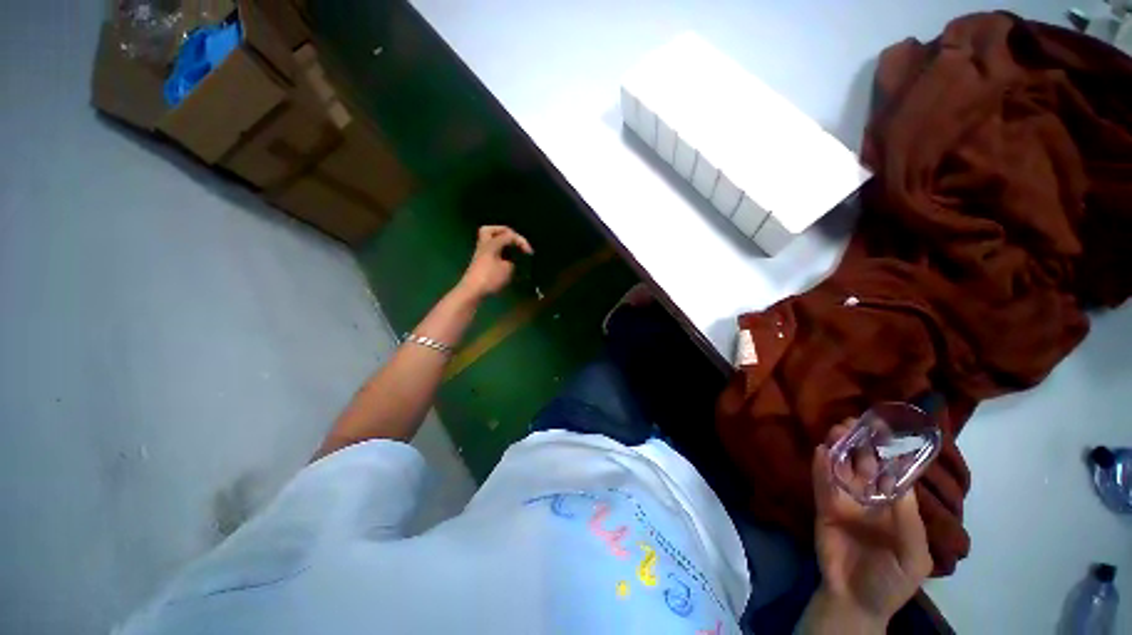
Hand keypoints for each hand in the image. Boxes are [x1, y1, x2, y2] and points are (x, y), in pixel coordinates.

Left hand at [457, 226, 533, 299]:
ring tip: (512, 251)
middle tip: (515, 240)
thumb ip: (512, 261)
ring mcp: (480, 254)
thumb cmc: (490, 278)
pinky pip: (490, 251)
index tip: (530, 253)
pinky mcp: (480, 263)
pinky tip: (506, 261)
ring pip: (489, 241)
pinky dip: (499, 252)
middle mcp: (484, 245)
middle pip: (491, 230)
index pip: (509, 235)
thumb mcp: (507, 269)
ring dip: (501, 242)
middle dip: (505, 232)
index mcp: (491, 243)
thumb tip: (511, 261)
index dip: (521, 241)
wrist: (472, 291)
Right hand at [811, 421, 932, 625]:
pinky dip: (821, 466)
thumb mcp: (913, 556)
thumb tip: (901, 483)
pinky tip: (821, 451)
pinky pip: (822, 483)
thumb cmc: (892, 580)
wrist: (856, 600)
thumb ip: (909, 522)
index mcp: (894, 508)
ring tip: (837, 430)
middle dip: (860, 443)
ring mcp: (844, 502)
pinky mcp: (824, 507)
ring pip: (841, 468)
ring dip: (839, 448)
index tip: (883, 430)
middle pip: (862, 464)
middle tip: (854, 423)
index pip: (891, 473)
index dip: (888, 452)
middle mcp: (869, 499)